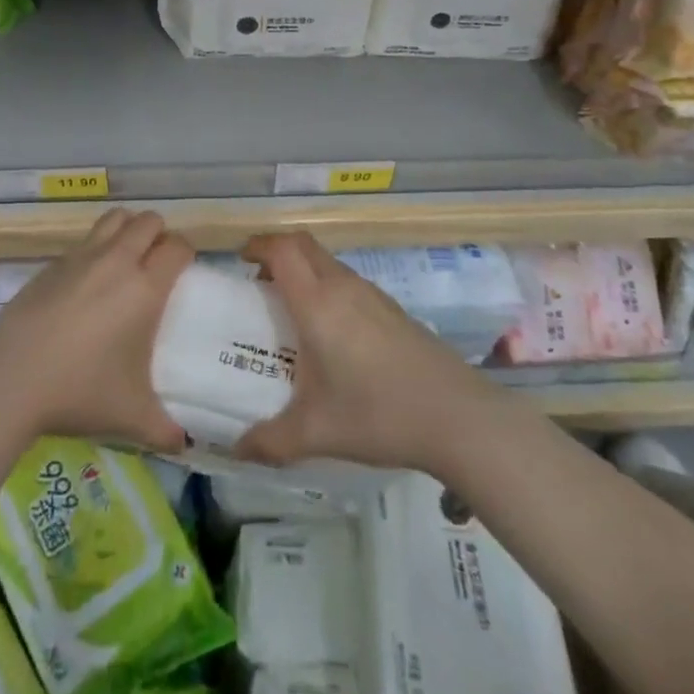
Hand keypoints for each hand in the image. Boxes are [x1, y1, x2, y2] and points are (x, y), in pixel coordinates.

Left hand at [0, 208, 193, 451]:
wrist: (9, 381)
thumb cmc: (79, 392)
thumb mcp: (131, 417)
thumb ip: (165, 429)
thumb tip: (184, 443)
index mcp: (144, 288)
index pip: (178, 246)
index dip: (186, 254)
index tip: (183, 274)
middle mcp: (116, 261)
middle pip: (148, 221)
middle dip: (158, 235)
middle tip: (156, 265)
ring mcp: (80, 257)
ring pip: (114, 218)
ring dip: (126, 230)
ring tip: (125, 260)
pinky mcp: (51, 264)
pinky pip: (84, 241)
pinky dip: (94, 250)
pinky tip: (86, 284)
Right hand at [235, 232, 487, 474]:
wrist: (458, 417)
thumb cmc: (378, 414)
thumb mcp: (315, 433)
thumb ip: (270, 441)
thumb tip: (236, 448)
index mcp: (317, 303)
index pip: (282, 250)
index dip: (258, 245)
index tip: (240, 260)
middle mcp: (343, 287)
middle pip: (303, 245)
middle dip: (277, 252)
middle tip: (259, 282)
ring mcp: (372, 295)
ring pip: (327, 262)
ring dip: (304, 270)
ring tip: (290, 310)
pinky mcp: (393, 309)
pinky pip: (348, 282)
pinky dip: (327, 288)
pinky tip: (331, 333)